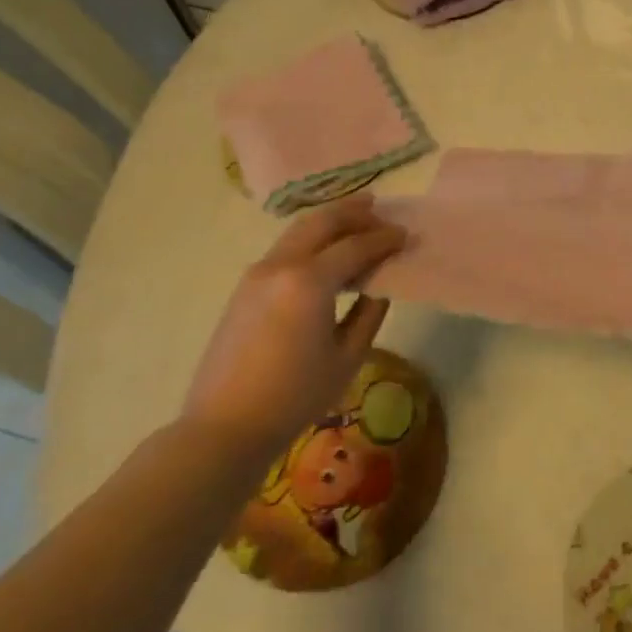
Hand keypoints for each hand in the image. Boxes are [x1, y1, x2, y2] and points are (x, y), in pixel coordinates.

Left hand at [181, 196, 405, 467]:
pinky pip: (285, 249)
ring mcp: (257, 273)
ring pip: (298, 231)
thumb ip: (369, 312)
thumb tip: (378, 285)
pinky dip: (310, 240)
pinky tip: (325, 252)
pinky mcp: (245, 287)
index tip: (405, 234)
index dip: (384, 238)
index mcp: (310, 281)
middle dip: (352, 212)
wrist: (226, 424)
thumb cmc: (296, 395)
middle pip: (321, 222)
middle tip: (379, 208)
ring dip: (329, 221)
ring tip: (355, 219)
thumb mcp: (348, 356)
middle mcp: (281, 265)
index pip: (355, 246)